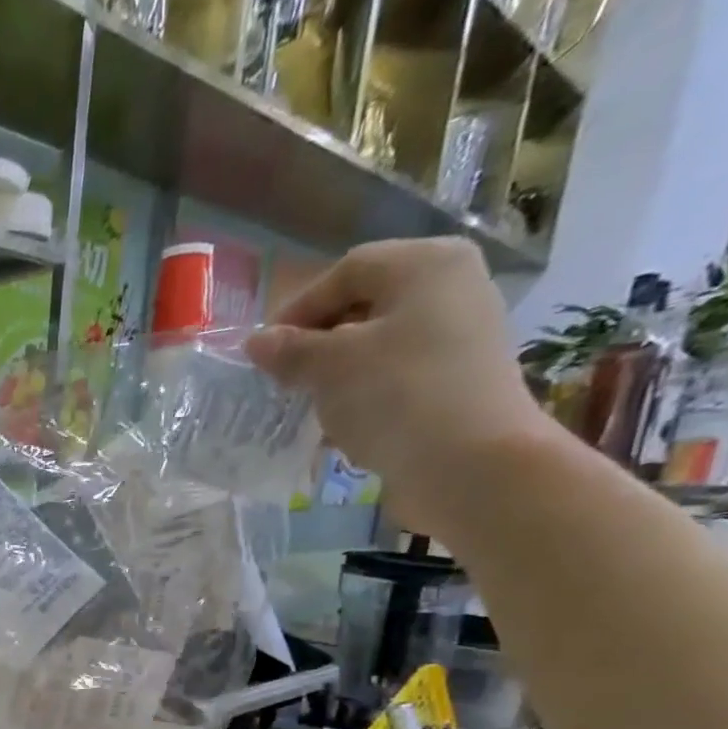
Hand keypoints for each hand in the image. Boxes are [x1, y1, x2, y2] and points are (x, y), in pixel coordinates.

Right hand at [244, 237, 553, 536]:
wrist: (469, 463)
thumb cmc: (396, 395)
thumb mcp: (330, 367)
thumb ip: (289, 350)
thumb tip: (257, 342)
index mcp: (425, 265)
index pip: (345, 272)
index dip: (298, 309)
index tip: (263, 352)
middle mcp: (451, 288)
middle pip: (365, 305)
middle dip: (317, 342)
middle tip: (283, 378)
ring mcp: (460, 336)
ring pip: (378, 344)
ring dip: (337, 373)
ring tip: (308, 404)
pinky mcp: (457, 381)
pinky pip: (396, 376)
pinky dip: (363, 394)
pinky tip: (341, 425)